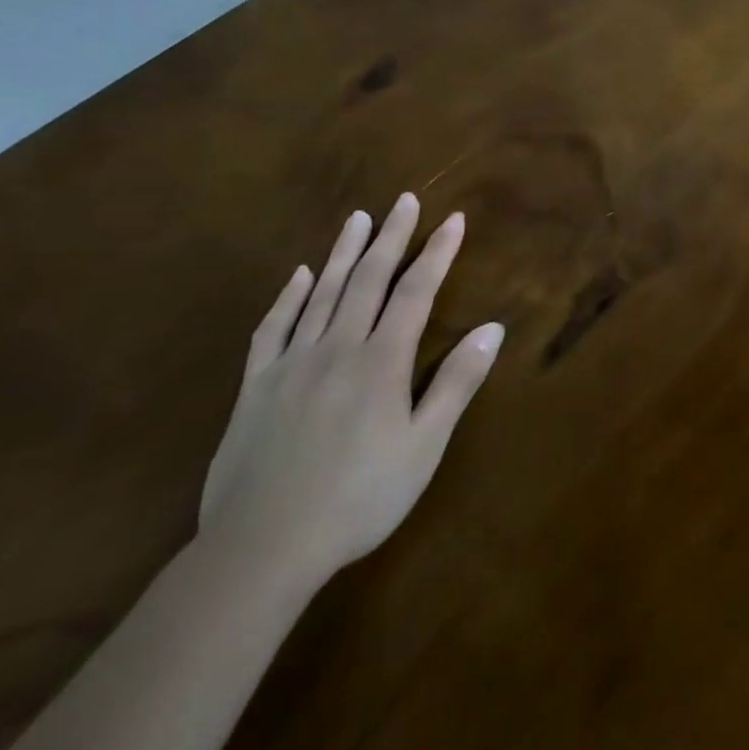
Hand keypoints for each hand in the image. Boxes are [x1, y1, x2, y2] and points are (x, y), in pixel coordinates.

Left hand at [199, 193, 502, 589]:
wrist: (261, 549)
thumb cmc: (359, 499)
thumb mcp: (423, 447)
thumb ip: (457, 383)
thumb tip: (493, 328)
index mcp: (381, 362)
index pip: (415, 292)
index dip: (436, 253)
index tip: (453, 219)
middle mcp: (337, 348)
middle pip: (367, 280)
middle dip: (390, 237)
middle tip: (403, 200)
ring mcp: (291, 364)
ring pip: (321, 294)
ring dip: (342, 252)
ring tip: (358, 218)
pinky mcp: (255, 387)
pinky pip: (272, 328)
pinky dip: (287, 297)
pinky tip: (298, 276)